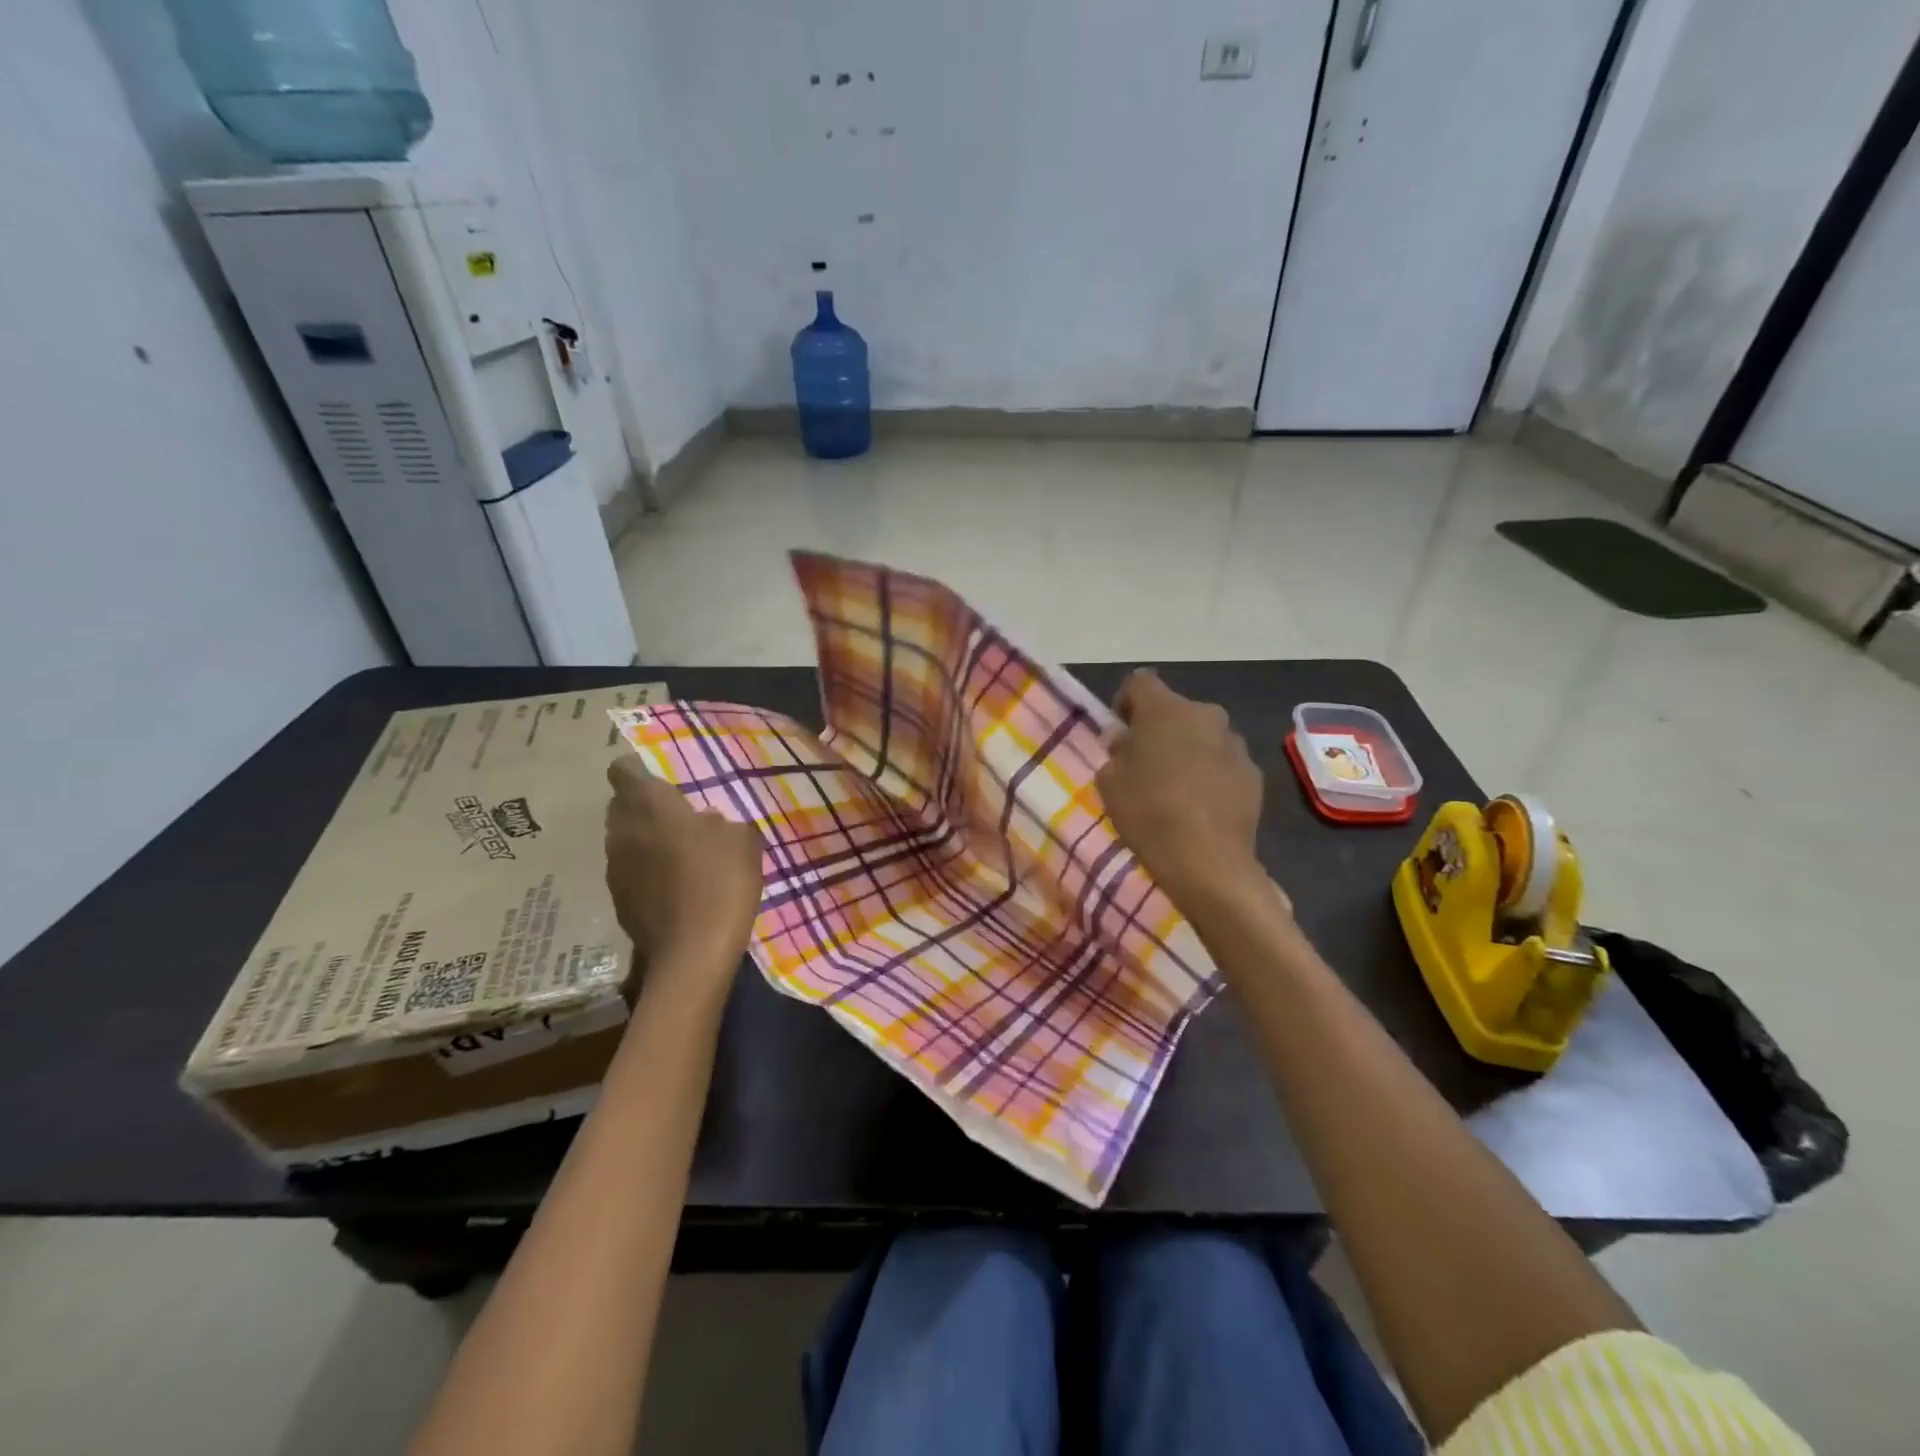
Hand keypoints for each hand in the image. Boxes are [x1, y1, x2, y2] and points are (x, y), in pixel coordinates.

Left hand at [605, 759, 763, 987]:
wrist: (694, 952)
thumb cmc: (722, 882)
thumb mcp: (742, 839)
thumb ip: (719, 821)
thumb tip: (704, 822)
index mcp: (650, 805)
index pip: (624, 771)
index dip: (637, 769)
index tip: (660, 778)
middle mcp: (623, 830)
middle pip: (621, 805)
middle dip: (642, 805)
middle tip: (676, 815)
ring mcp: (616, 867)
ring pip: (623, 838)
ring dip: (643, 838)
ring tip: (676, 851)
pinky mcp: (618, 898)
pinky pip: (629, 869)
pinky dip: (645, 869)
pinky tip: (673, 884)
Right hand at [1097, 670, 1284, 915]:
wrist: (1206, 860)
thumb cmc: (1147, 813)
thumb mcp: (1110, 782)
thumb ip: (1117, 751)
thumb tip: (1129, 742)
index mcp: (1165, 709)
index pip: (1140, 682)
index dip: (1126, 702)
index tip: (1121, 732)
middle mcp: (1204, 714)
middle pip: (1175, 710)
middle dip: (1160, 729)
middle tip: (1146, 762)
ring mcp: (1234, 743)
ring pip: (1202, 735)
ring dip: (1188, 750)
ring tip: (1176, 787)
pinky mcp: (1253, 772)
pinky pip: (1223, 762)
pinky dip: (1210, 773)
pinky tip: (1201, 805)